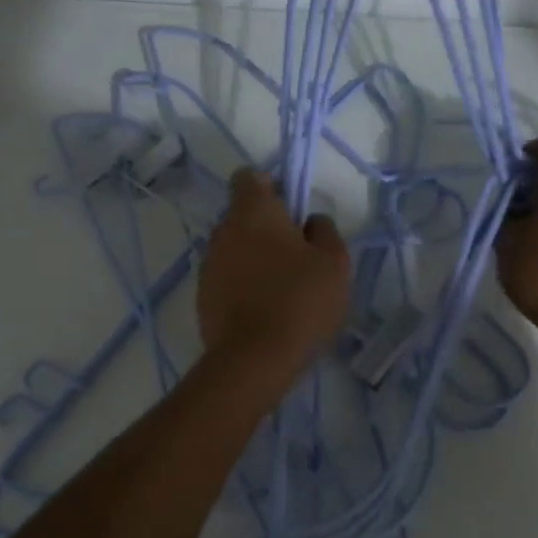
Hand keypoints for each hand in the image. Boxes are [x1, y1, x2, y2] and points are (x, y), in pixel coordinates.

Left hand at [198, 170, 350, 381]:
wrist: (255, 359)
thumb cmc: (300, 300)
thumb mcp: (334, 262)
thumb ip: (325, 231)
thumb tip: (310, 221)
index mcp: (253, 212)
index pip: (249, 178)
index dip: (271, 187)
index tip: (292, 211)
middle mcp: (223, 231)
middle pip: (243, 216)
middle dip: (267, 229)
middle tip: (298, 256)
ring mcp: (208, 265)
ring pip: (234, 249)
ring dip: (254, 259)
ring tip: (283, 289)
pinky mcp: (202, 297)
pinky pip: (226, 279)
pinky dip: (243, 286)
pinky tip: (265, 311)